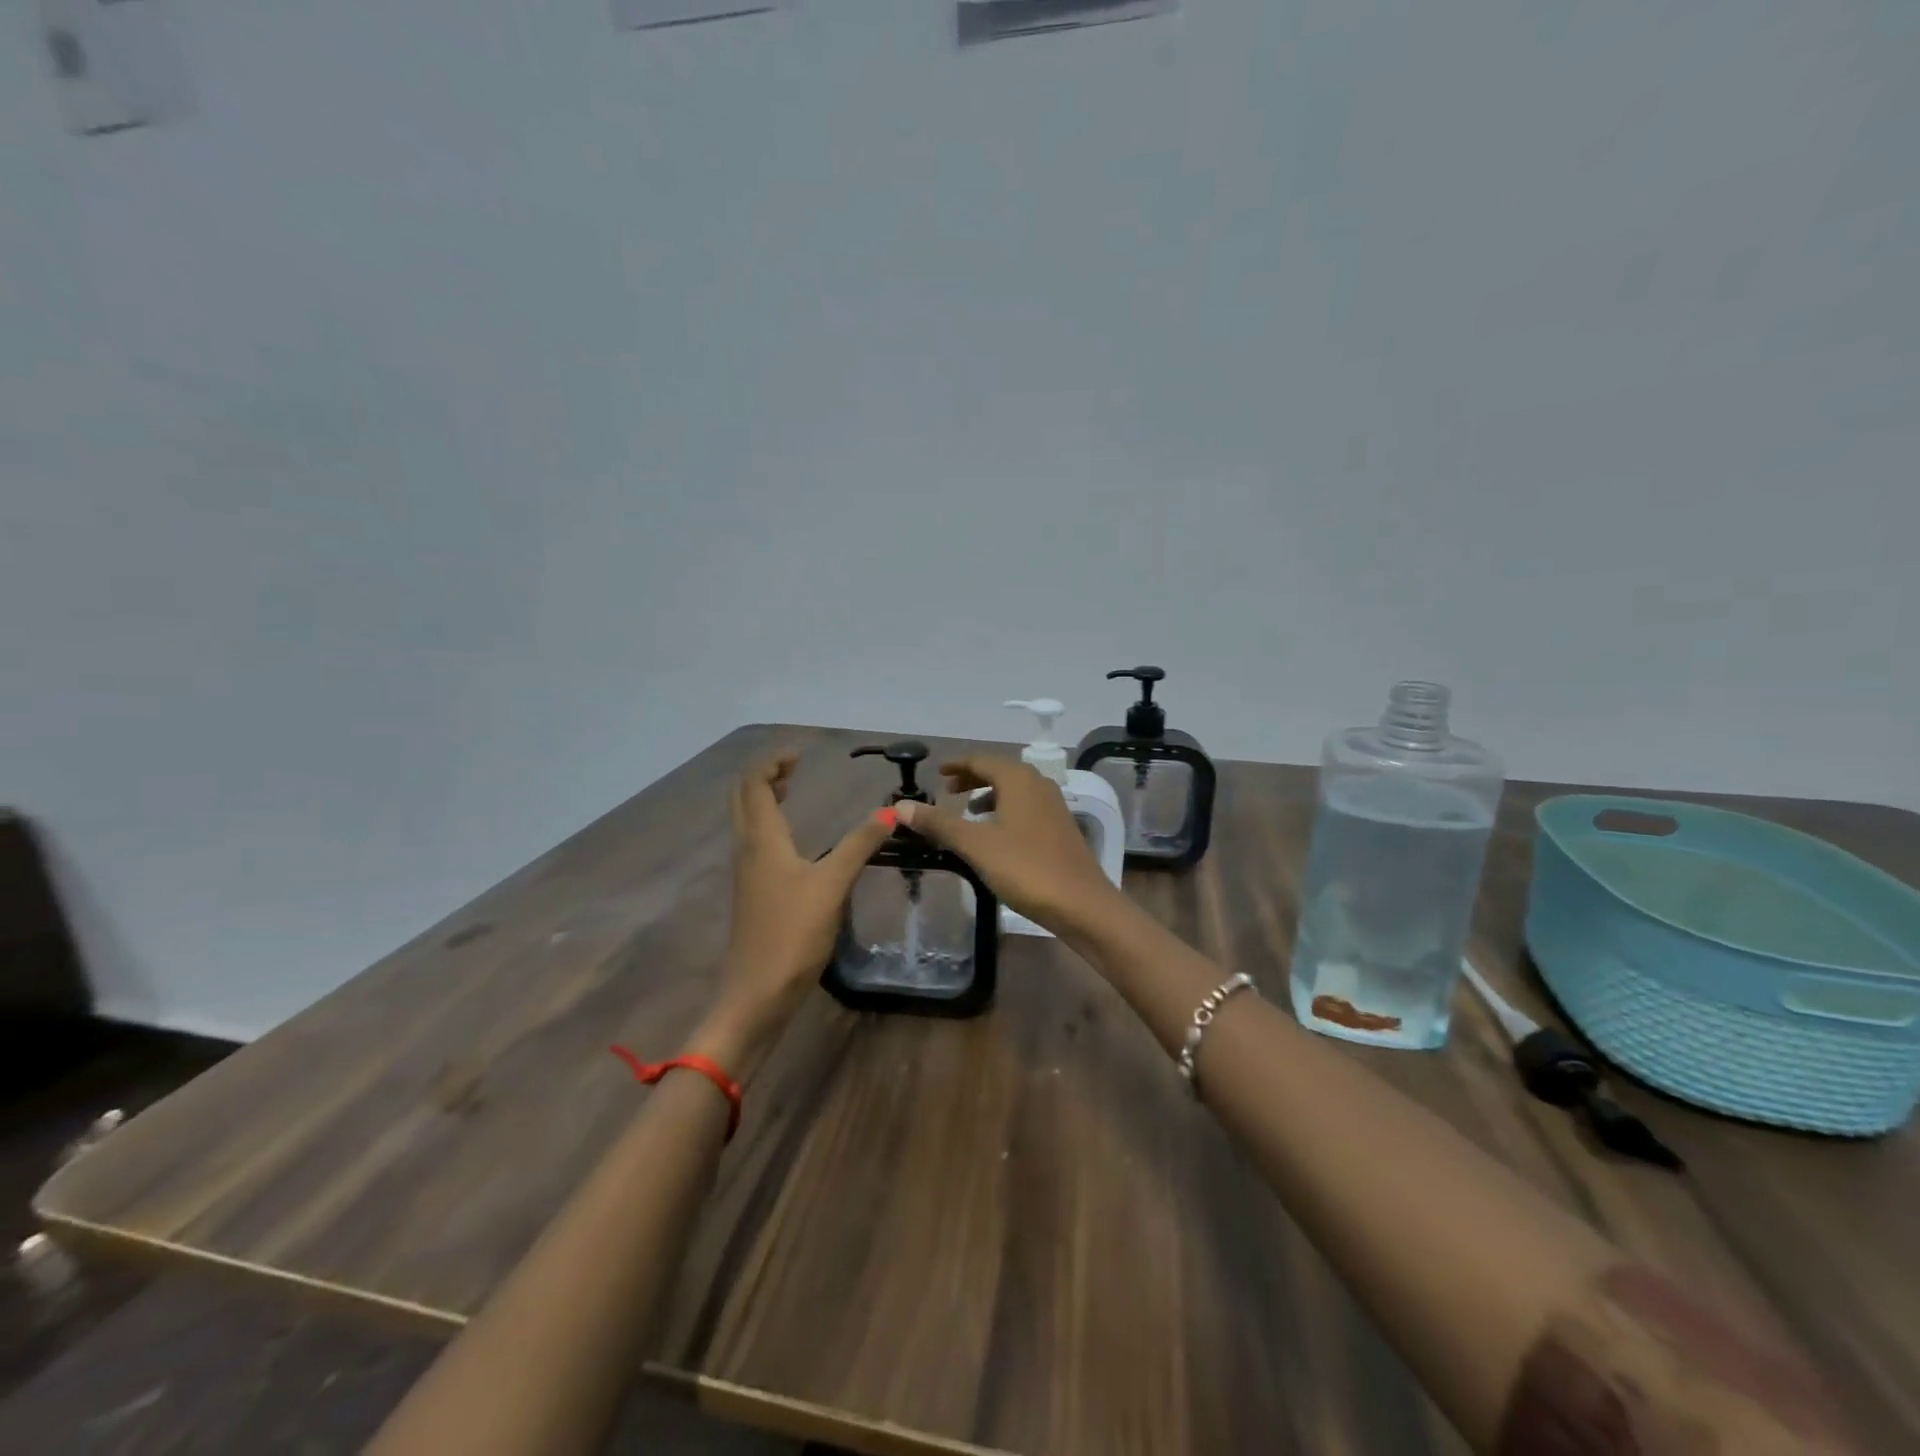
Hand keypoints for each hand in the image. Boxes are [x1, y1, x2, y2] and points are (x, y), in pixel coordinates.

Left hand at [688, 750, 892, 1075]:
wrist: (756, 994)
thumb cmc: (792, 935)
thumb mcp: (831, 885)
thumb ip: (859, 845)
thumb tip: (890, 811)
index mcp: (761, 840)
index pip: (753, 783)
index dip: (772, 761)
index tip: (800, 752)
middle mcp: (748, 849)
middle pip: (743, 797)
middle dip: (764, 774)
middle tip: (794, 765)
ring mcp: (747, 873)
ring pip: (747, 820)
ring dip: (764, 797)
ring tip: (791, 787)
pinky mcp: (753, 893)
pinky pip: (755, 842)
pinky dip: (769, 822)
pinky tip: (793, 837)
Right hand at [893, 757, 1122, 934]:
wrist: (1082, 904)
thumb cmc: (1026, 868)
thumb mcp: (975, 845)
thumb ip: (939, 823)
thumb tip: (900, 807)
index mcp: (1019, 779)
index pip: (981, 760)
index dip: (957, 765)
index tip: (938, 772)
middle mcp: (1039, 784)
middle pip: (1000, 771)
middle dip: (972, 779)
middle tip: (947, 791)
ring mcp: (1053, 806)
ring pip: (1015, 790)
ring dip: (989, 795)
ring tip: (968, 812)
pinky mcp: (1060, 828)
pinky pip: (1026, 807)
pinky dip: (1005, 811)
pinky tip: (996, 835)